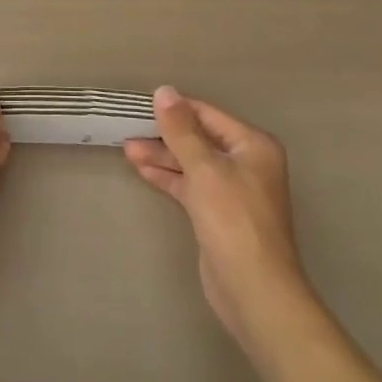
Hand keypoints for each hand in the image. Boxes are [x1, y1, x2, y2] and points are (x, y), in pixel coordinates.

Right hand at [125, 87, 313, 350]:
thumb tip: (164, 90)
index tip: (141, 104)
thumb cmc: (233, 220)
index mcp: (252, 145)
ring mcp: (233, 190)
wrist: (254, 291)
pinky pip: (190, 185)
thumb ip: (181, 130)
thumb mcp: (204, 168)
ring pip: (192, 163)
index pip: (208, 114)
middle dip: (165, 134)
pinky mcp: (218, 214)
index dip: (175, 108)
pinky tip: (142, 169)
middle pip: (200, 138)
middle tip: (128, 128)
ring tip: (127, 149)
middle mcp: (246, 163)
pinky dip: (169, 177)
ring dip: (162, 156)